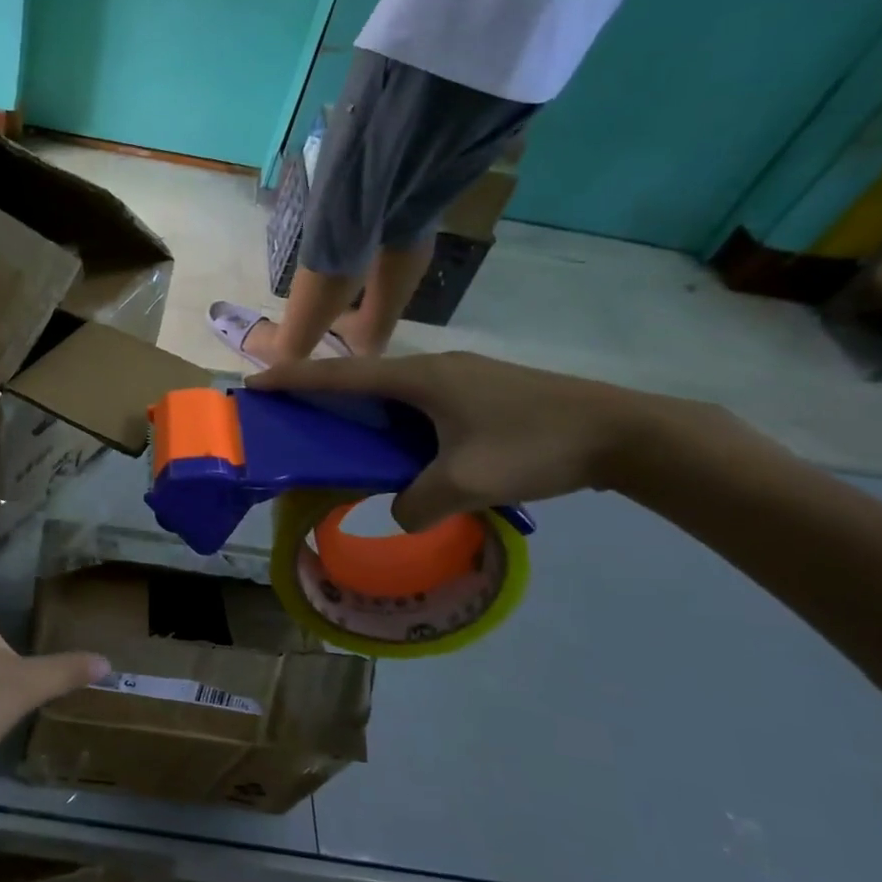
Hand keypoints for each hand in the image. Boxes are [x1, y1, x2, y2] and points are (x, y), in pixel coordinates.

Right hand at [248, 352, 694, 530]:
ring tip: (341, 433)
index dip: (294, 379)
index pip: (341, 376)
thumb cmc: (535, 446)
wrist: (627, 432)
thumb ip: (417, 503)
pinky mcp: (484, 390)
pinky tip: (403, 444)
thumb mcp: (466, 483)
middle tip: (291, 414)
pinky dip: (395, 418)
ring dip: (362, 407)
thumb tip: (400, 512)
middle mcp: (435, 368)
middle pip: (363, 377)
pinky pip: (421, 400)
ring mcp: (463, 376)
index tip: (254, 384)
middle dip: (322, 393)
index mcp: (420, 379)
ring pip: (394, 389)